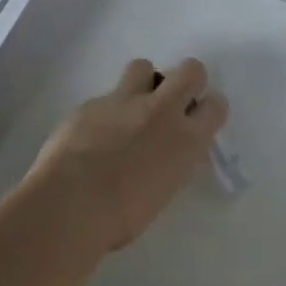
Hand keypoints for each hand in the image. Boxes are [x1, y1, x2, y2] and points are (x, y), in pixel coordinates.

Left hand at [23, 57, 228, 251]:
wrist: (69, 205)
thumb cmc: (120, 218)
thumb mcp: (163, 192)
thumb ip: (171, 163)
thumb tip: (165, 155)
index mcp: (187, 140)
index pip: (216, 105)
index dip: (208, 109)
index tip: (198, 121)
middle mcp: (162, 111)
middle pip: (191, 70)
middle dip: (186, 81)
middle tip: (172, 104)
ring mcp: (124, 101)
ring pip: (144, 66)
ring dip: (142, 83)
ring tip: (130, 110)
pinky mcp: (91, 103)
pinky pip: (105, 96)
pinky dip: (105, 111)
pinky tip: (92, 134)